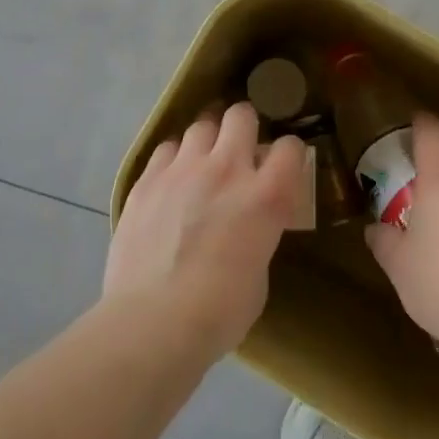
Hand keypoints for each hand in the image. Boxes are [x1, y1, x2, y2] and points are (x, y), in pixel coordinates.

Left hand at [103, 102, 306, 356]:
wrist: (152, 322)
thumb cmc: (217, 313)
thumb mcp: (259, 274)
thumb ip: (259, 235)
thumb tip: (248, 227)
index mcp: (266, 196)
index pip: (290, 147)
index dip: (288, 154)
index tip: (282, 166)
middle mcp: (227, 169)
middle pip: (241, 115)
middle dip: (244, 126)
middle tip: (239, 149)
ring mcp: (183, 168)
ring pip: (201, 125)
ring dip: (208, 140)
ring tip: (202, 162)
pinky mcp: (148, 178)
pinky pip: (167, 148)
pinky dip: (175, 158)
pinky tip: (172, 179)